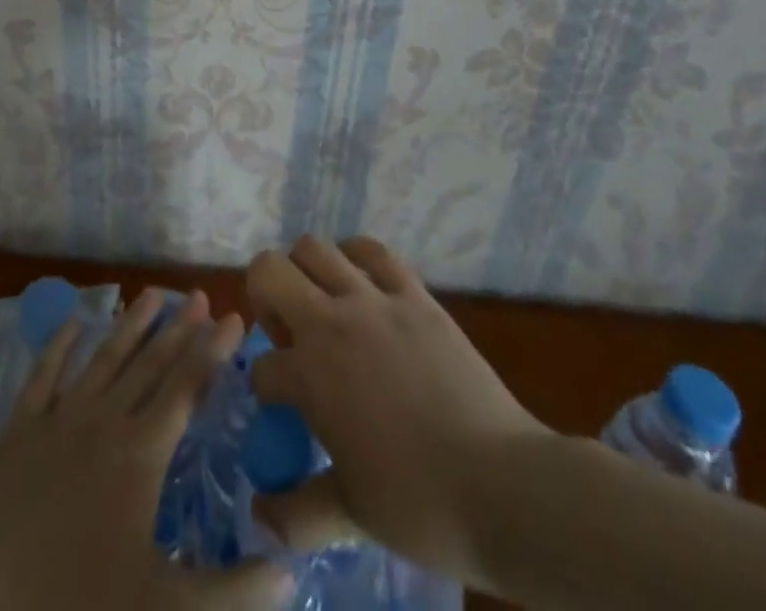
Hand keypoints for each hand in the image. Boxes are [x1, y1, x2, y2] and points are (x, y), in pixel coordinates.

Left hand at [0, 288, 286, 610]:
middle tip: (200, 294)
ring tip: (153, 292)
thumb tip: (292, 574)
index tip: (236, 317)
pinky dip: (60, 344)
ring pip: (105, 358)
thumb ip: (233, 591)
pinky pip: (44, 374)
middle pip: (150, 363)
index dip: (214, 351)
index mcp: (142, 453)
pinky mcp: (20, 428)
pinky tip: (74, 322)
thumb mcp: (166, 610)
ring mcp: (59, 418)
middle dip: (180, 327)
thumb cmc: (78, 605)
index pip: (188, 387)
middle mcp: (106, 420)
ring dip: (131, 324)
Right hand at [246, 237, 550, 586]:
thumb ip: (298, 512)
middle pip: (268, 270)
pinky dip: (356, 257)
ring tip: (322, 305)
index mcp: (310, 375)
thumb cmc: (422, 505)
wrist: (505, 486)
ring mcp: (375, 301)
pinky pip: (374, 252)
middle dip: (263, 296)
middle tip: (286, 333)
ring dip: (305, 271)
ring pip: (315, 248)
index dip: (266, 391)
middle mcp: (332, 323)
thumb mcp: (352, 516)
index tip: (284, 412)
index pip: (262, 368)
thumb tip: (261, 517)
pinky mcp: (414, 294)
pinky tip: (362, 285)